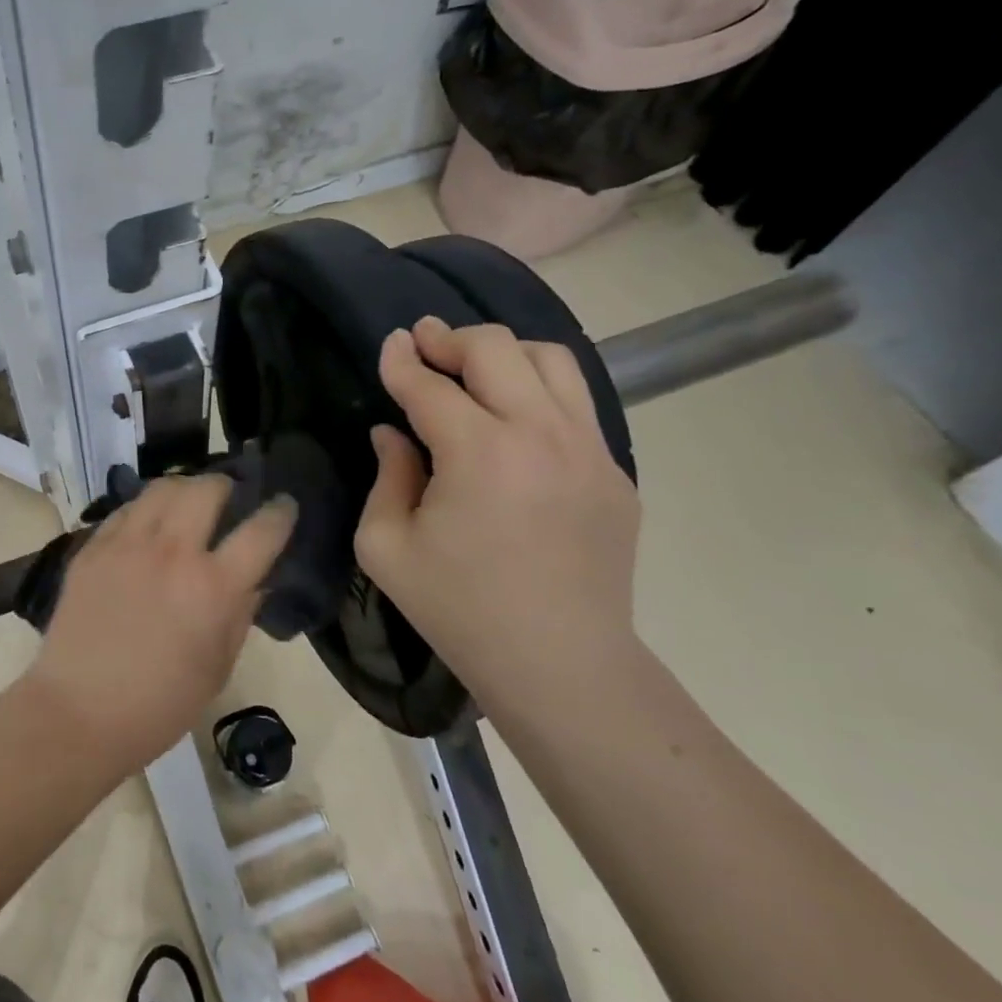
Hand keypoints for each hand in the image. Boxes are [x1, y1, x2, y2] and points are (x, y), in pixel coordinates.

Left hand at [27, 474, 295, 772]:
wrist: (77, 713)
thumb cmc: (159, 705)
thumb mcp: (217, 668)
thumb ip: (240, 615)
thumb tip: (254, 580)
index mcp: (212, 588)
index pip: (261, 531)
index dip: (280, 513)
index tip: (284, 505)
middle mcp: (172, 553)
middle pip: (207, 489)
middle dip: (226, 486)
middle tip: (228, 499)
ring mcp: (127, 545)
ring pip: (163, 488)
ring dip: (184, 488)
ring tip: (187, 503)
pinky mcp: (92, 548)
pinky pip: (126, 509)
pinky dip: (146, 508)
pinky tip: (147, 524)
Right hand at [356, 317, 640, 708]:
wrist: (559, 663)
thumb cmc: (459, 609)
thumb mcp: (386, 548)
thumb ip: (386, 477)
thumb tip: (393, 433)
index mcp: (479, 453)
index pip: (431, 385)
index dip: (402, 360)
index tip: (391, 343)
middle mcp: (540, 434)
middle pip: (497, 349)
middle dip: (451, 338)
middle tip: (425, 343)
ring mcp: (589, 449)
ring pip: (551, 360)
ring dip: (504, 353)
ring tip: (475, 369)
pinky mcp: (614, 471)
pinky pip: (576, 403)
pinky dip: (540, 389)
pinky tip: (515, 416)